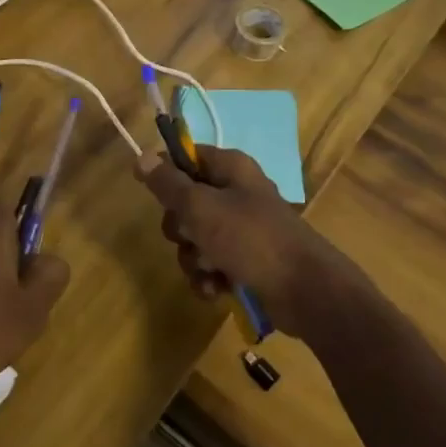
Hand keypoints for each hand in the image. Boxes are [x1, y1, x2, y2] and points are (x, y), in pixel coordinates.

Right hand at [136, 145, 358, 340]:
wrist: (303, 290)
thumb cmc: (250, 238)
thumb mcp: (201, 207)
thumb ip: (169, 184)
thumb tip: (141, 157)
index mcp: (230, 169)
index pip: (187, 156)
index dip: (166, 172)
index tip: (153, 192)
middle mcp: (235, 194)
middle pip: (185, 202)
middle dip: (180, 228)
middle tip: (190, 236)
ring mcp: (241, 229)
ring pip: (195, 238)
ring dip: (194, 259)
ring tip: (209, 270)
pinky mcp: (244, 261)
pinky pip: (210, 264)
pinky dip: (208, 278)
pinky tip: (216, 290)